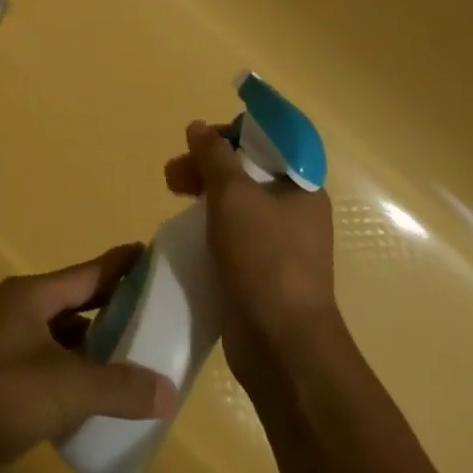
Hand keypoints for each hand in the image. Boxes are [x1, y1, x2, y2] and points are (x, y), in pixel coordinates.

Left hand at [0, 246, 178, 472]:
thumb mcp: (63, 388)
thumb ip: (117, 387)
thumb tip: (168, 390)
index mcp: (32, 296)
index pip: (87, 273)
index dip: (121, 264)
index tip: (152, 254)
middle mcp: (22, 310)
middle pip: (77, 301)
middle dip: (114, 305)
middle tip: (157, 310)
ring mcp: (11, 344)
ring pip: (65, 335)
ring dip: (97, 342)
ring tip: (137, 353)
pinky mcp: (6, 378)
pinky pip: (54, 364)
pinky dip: (78, 371)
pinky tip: (100, 393)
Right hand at [164, 120, 344, 389]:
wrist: (281, 345)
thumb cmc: (264, 258)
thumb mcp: (234, 195)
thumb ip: (214, 156)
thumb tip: (198, 127)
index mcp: (301, 188)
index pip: (267, 142)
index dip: (231, 134)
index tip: (199, 141)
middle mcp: (295, 213)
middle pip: (246, 172)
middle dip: (206, 165)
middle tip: (173, 174)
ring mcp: (279, 245)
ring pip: (235, 203)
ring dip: (202, 193)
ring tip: (171, 195)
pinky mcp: (260, 273)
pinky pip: (231, 235)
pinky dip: (208, 226)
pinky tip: (185, 230)